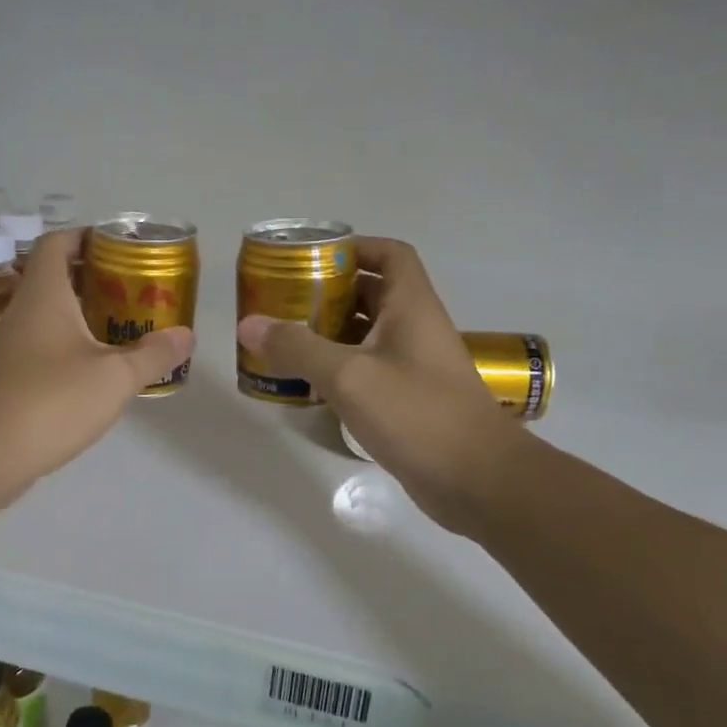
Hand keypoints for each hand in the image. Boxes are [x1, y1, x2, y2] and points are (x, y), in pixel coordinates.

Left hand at [0, 229, 193, 500]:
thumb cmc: (52, 400)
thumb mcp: (115, 377)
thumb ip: (153, 354)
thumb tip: (186, 336)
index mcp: (45, 294)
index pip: (58, 242)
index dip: (87, 235)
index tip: (120, 246)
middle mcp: (24, 311)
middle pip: (57, 276)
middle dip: (96, 277)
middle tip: (135, 288)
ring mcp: (13, 345)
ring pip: (51, 314)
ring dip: (85, 313)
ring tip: (125, 324)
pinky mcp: (11, 376)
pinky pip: (45, 345)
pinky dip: (72, 344)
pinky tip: (99, 366)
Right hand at [235, 238, 526, 534]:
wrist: (477, 480)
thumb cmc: (417, 413)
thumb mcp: (349, 376)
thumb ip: (297, 347)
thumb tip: (248, 324)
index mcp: (411, 306)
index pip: (389, 254)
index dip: (355, 246)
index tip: (313, 258)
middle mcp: (415, 328)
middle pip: (371, 293)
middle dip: (328, 292)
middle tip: (284, 301)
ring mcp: (414, 366)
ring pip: (367, 334)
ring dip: (330, 333)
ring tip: (284, 339)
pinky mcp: (409, 399)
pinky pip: (369, 370)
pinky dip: (339, 369)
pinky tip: (308, 383)